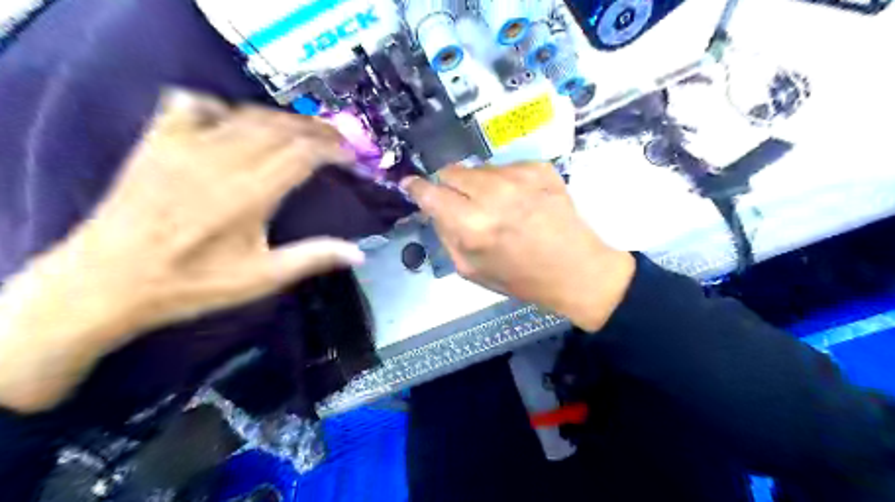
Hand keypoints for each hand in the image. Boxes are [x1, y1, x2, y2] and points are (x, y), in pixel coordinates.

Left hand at [0, 91, 365, 411]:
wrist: (108, 282)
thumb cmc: (191, 284)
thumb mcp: (260, 278)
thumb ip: (312, 258)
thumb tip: (357, 253)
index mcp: (248, 194)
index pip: (302, 154)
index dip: (333, 149)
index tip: (350, 156)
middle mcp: (220, 161)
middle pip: (280, 128)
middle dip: (316, 130)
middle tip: (337, 140)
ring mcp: (185, 146)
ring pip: (246, 114)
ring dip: (281, 119)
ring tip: (302, 131)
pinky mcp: (156, 142)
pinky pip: (191, 105)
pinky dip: (221, 106)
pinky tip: (233, 119)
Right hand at [403, 163, 631, 331]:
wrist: (576, 269)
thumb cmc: (521, 278)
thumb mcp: (471, 270)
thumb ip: (446, 234)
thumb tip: (433, 207)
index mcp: (472, 225)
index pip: (429, 192)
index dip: (416, 187)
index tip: (411, 185)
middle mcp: (492, 194)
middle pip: (451, 171)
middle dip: (449, 186)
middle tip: (463, 204)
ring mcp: (519, 176)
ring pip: (478, 168)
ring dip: (478, 185)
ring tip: (498, 206)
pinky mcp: (540, 167)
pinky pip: (506, 167)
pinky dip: (505, 182)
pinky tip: (521, 201)